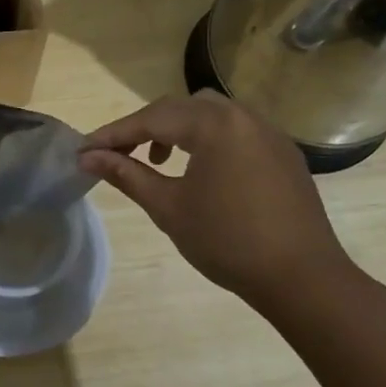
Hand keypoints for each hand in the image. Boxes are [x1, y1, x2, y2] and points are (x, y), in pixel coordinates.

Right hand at [79, 92, 361, 318]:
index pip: (151, 119)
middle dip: (145, 128)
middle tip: (117, 154)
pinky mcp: (283, 153)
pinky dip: (208, 140)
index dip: (114, 134)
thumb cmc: (227, 242)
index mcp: (214, 125)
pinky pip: (236, 131)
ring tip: (159, 162)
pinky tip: (201, 170)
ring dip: (177, 130)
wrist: (302, 278)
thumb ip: (127, 174)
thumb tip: (87, 157)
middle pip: (180, 108)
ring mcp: (268, 133)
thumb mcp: (168, 207)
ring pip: (210, 115)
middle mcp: (243, 116)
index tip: (83, 150)